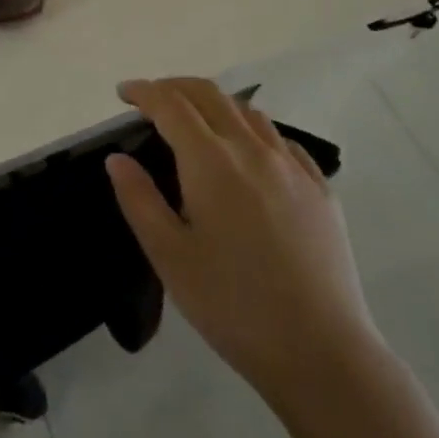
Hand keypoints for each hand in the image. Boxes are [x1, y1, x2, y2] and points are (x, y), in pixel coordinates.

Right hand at [106, 78, 377, 398]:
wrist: (321, 351)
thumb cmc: (232, 305)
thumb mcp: (169, 257)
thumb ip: (139, 199)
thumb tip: (117, 158)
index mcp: (211, 161)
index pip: (171, 105)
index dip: (144, 91)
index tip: (124, 92)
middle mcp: (252, 149)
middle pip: (210, 94)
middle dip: (175, 86)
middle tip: (152, 99)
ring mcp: (292, 166)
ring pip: (248, 112)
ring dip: (215, 104)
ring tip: (197, 121)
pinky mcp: (321, 189)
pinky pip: (282, 140)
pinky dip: (253, 130)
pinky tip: (250, 153)